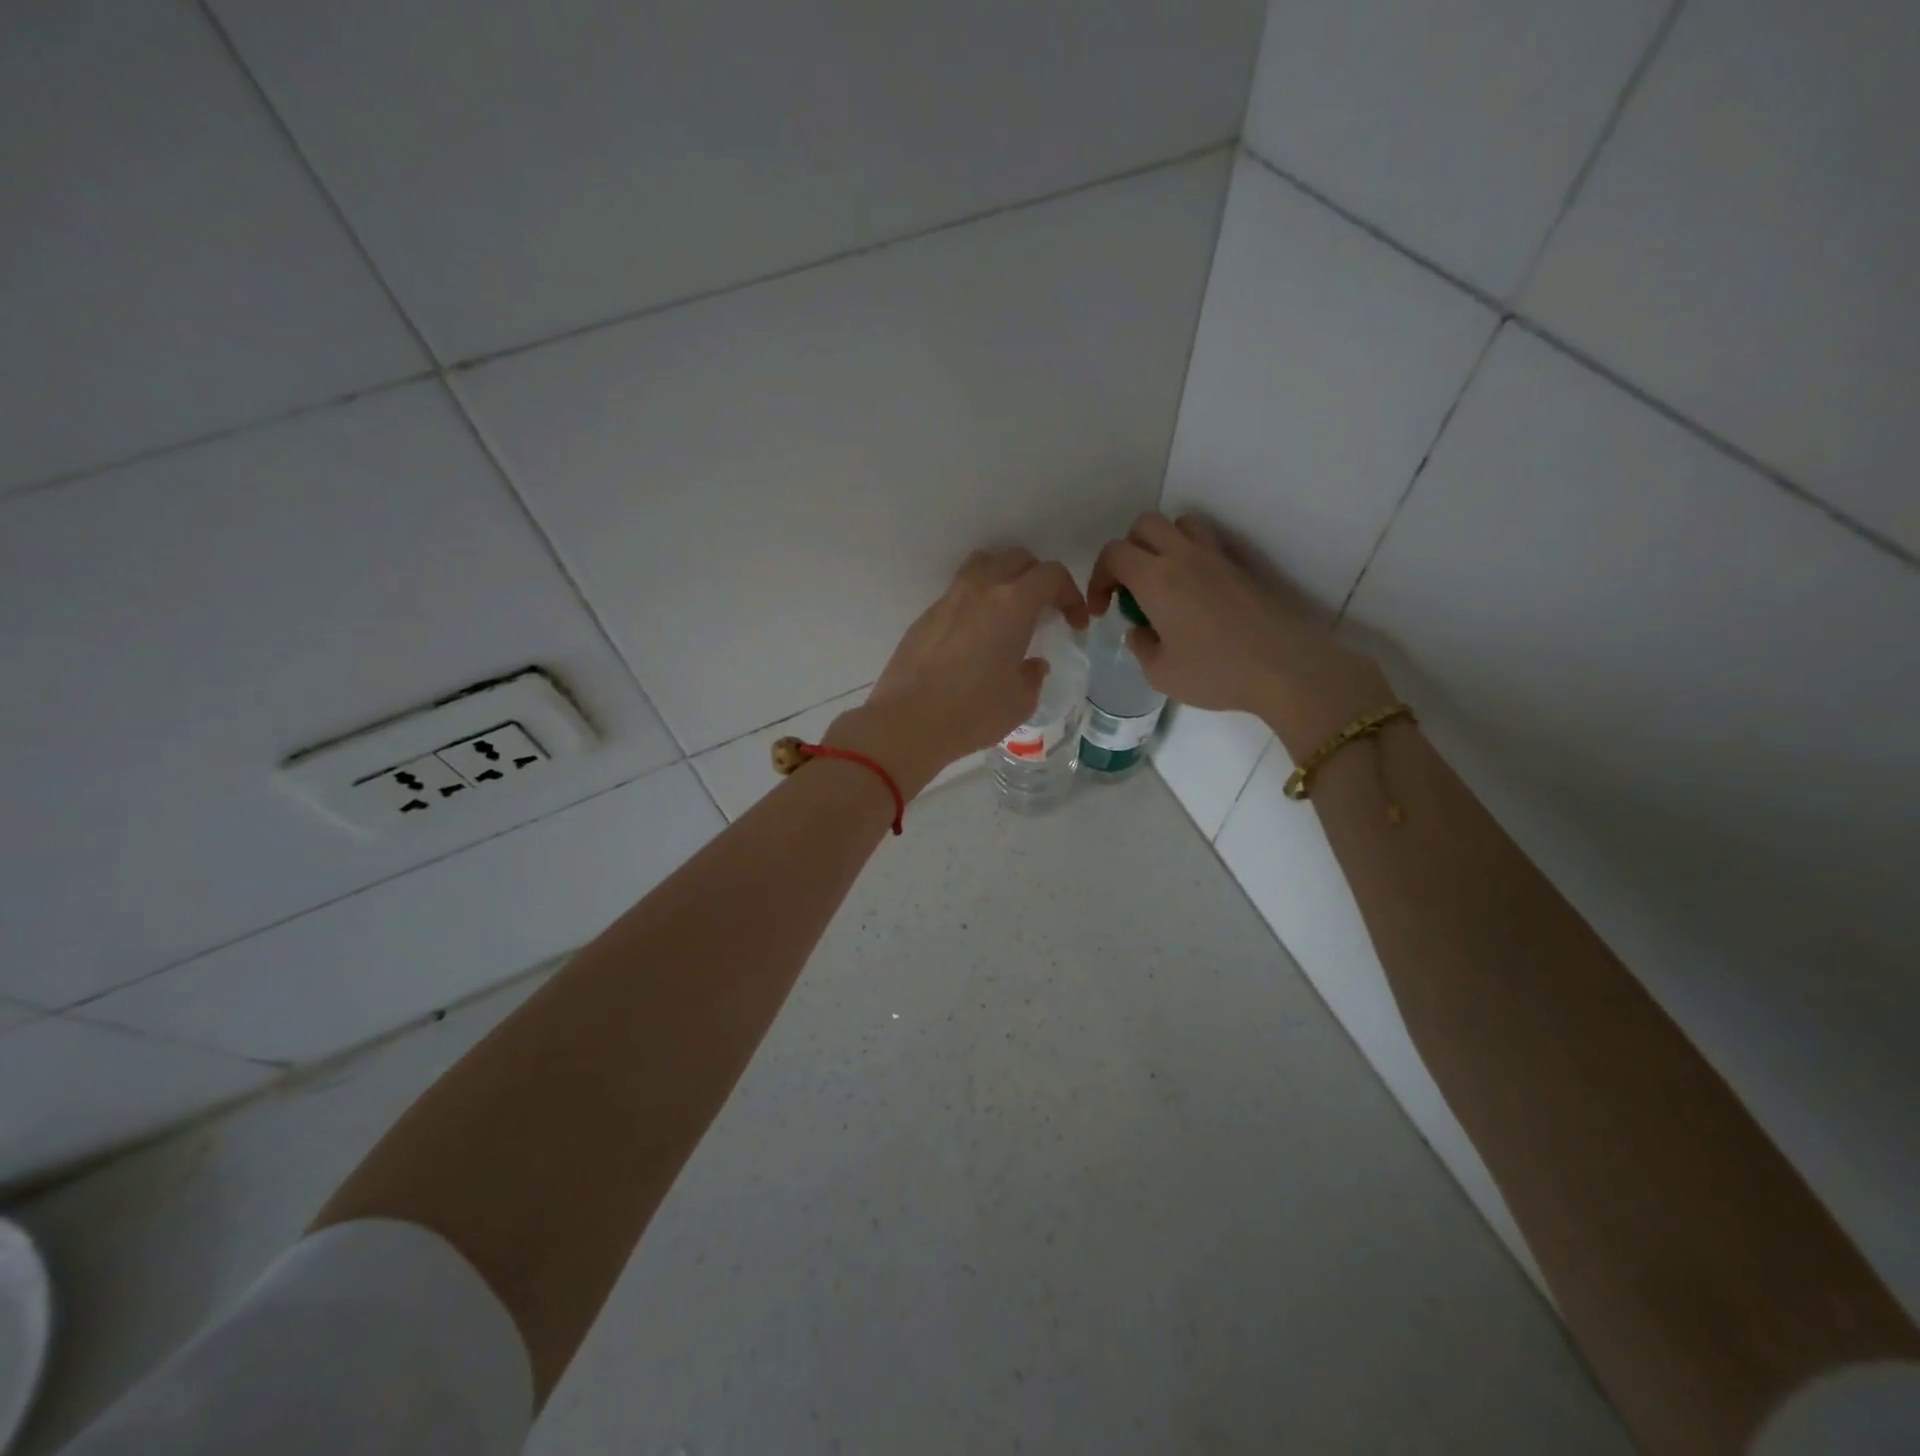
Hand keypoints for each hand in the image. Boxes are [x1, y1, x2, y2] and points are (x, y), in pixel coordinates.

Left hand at [827, 547, 1088, 794]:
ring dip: (1003, 578)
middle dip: (1038, 579)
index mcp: (1013, 603)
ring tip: (1008, 611)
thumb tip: (1032, 664)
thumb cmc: (973, 711)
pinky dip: (975, 602)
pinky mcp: (925, 617)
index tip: (1074, 623)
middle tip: (1044, 610)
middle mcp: (980, 589)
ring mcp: (948, 600)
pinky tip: (975, 636)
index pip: (1051, 575)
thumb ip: (1033, 675)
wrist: (908, 722)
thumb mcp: (1020, 701)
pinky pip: (958, 594)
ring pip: (982, 566)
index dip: (1070, 594)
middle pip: (1016, 560)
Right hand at [1089, 512, 1394, 756]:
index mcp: (1155, 578)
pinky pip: (1207, 542)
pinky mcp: (1240, 568)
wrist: (1283, 668)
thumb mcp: (1160, 673)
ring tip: (1162, 580)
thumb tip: (1140, 631)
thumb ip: (1140, 646)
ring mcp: (1215, 557)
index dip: (1098, 577)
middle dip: (1127, 552)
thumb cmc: (1214, 672)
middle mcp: (1183, 556)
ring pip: (1179, 524)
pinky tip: (1193, 592)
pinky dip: (1190, 554)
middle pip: (1144, 526)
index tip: (1102, 610)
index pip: (1113, 553)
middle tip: (1129, 589)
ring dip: (1162, 543)